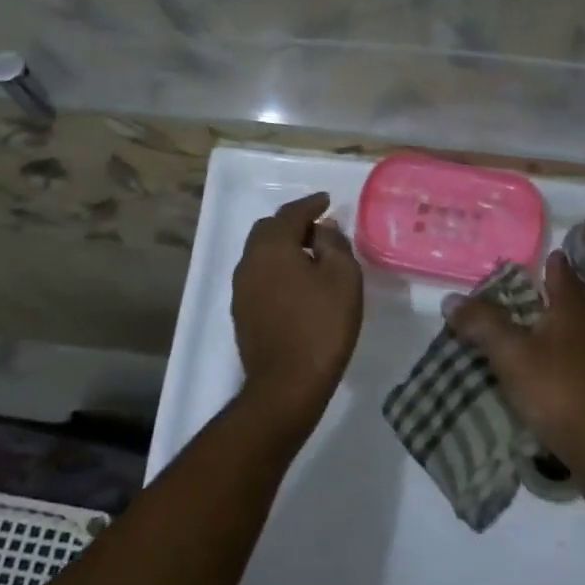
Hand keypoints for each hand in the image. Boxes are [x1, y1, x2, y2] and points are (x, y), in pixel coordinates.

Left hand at [232, 192, 361, 432]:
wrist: (287, 383)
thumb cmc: (322, 325)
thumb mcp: (343, 278)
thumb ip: (333, 244)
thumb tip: (322, 228)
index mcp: (271, 246)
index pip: (290, 213)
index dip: (310, 204)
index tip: (326, 201)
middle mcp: (249, 261)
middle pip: (269, 231)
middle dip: (293, 224)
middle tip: (319, 229)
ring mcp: (241, 289)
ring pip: (261, 254)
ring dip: (284, 248)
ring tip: (310, 255)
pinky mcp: (242, 313)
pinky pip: (260, 277)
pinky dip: (277, 269)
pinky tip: (296, 283)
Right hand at [442, 251, 584, 509]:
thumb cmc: (562, 394)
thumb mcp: (512, 356)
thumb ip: (483, 324)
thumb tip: (452, 298)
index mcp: (574, 309)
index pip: (560, 271)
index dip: (544, 262)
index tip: (522, 261)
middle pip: (564, 303)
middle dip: (538, 300)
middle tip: (501, 303)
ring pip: (569, 336)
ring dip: (543, 336)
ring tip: (510, 342)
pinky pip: (571, 366)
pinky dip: (552, 365)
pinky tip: (533, 380)